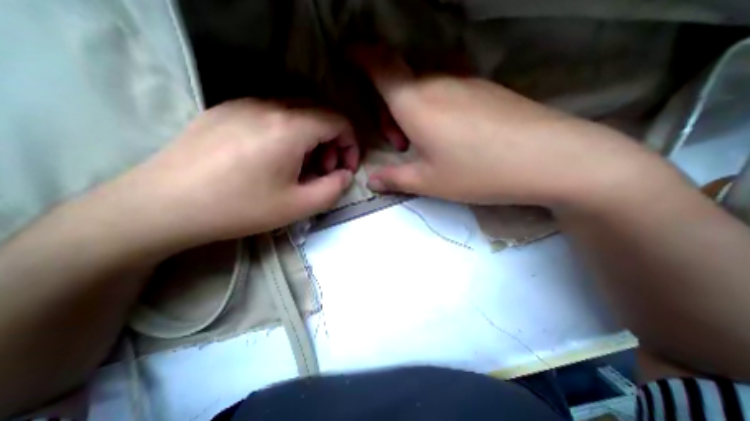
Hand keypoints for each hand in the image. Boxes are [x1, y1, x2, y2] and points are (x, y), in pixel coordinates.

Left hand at [111, 98, 358, 248]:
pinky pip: (273, 114)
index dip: (351, 145)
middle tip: (325, 170)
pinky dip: (289, 133)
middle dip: (333, 142)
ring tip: (302, 166)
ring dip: (311, 137)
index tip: (346, 169)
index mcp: (290, 127)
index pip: (339, 121)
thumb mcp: (300, 206)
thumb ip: (334, 189)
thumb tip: (345, 175)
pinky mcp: (227, 110)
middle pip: (320, 113)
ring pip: (297, 112)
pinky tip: (276, 157)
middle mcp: (269, 106)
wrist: (163, 205)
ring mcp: (244, 104)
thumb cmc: (240, 208)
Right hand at [361, 53, 663, 209]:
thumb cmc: (477, 171)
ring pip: (423, 83)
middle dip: (387, 107)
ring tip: (421, 140)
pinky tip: (446, 130)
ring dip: (411, 107)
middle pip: (400, 79)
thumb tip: (371, 181)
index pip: (380, 65)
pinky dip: (433, 104)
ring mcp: (465, 81)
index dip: (361, 55)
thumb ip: (394, 179)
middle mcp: (438, 82)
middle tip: (398, 142)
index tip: (349, 54)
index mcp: (415, 103)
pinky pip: (447, 86)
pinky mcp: (485, 88)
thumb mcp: (427, 181)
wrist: (546, 158)